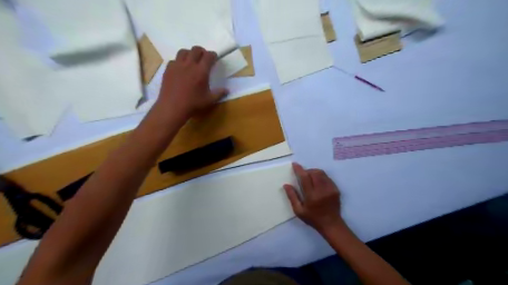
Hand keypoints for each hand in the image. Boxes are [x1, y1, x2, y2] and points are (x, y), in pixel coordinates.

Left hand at [157, 46, 228, 120]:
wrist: (173, 107)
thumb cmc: (193, 104)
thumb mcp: (209, 100)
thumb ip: (219, 93)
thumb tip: (227, 90)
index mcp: (201, 71)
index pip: (209, 56)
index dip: (213, 55)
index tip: (214, 57)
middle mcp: (189, 64)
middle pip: (196, 49)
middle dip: (202, 51)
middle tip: (204, 57)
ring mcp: (177, 65)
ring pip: (184, 51)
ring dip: (189, 53)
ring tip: (191, 60)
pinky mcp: (168, 69)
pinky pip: (174, 60)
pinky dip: (179, 61)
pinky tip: (180, 68)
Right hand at [284, 162, 342, 232]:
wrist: (331, 224)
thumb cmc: (313, 218)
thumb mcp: (299, 210)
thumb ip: (292, 197)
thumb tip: (286, 185)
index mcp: (312, 196)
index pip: (305, 178)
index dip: (299, 169)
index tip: (295, 164)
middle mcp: (322, 190)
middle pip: (314, 172)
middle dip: (307, 171)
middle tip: (303, 175)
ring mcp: (330, 189)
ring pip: (322, 173)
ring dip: (314, 172)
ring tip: (310, 177)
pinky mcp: (336, 189)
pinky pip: (327, 178)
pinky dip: (321, 177)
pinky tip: (318, 182)